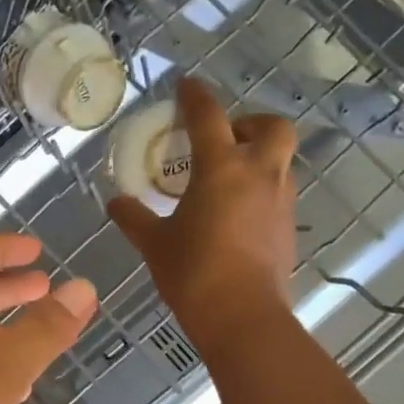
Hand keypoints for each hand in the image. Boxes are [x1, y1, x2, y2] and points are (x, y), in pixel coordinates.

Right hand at [108, 77, 298, 356]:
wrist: (242, 318)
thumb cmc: (193, 273)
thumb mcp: (154, 244)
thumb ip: (134, 218)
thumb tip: (114, 203)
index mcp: (221, 169)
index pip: (208, 116)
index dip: (195, 95)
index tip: (185, 86)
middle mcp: (259, 175)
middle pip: (272, 126)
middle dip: (250, 122)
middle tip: (224, 138)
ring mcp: (280, 201)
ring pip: (280, 160)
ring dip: (257, 157)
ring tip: (226, 178)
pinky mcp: (288, 228)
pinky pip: (278, 192)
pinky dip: (260, 189)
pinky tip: (236, 212)